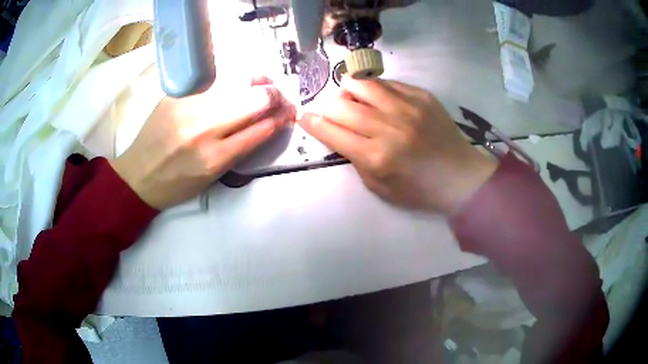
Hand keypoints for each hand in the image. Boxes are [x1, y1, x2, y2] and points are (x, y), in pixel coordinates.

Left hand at [111, 77, 295, 208]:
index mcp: (214, 158)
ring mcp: (187, 107)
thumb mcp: (212, 177)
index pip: (261, 129)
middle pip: (254, 100)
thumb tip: (264, 122)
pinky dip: (232, 80)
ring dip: (257, 82)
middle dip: (275, 97)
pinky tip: (237, 82)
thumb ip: (239, 149)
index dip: (281, 119)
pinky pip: (213, 80)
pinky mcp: (176, 95)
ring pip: (236, 82)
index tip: (289, 114)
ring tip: (264, 85)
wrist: (138, 176)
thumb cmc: (177, 184)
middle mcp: (203, 129)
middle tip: (279, 98)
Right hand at [298, 77, 497, 214]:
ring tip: (354, 100)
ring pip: (361, 83)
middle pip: (340, 105)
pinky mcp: (422, 95)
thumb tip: (339, 134)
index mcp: (376, 156)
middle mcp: (389, 127)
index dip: (311, 123)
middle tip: (333, 114)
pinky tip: (380, 99)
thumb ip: (355, 159)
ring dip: (349, 91)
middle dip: (328, 109)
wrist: (461, 177)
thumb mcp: (379, 187)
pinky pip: (386, 82)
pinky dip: (375, 89)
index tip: (303, 116)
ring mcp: (407, 107)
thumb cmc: (419, 190)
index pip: (331, 131)